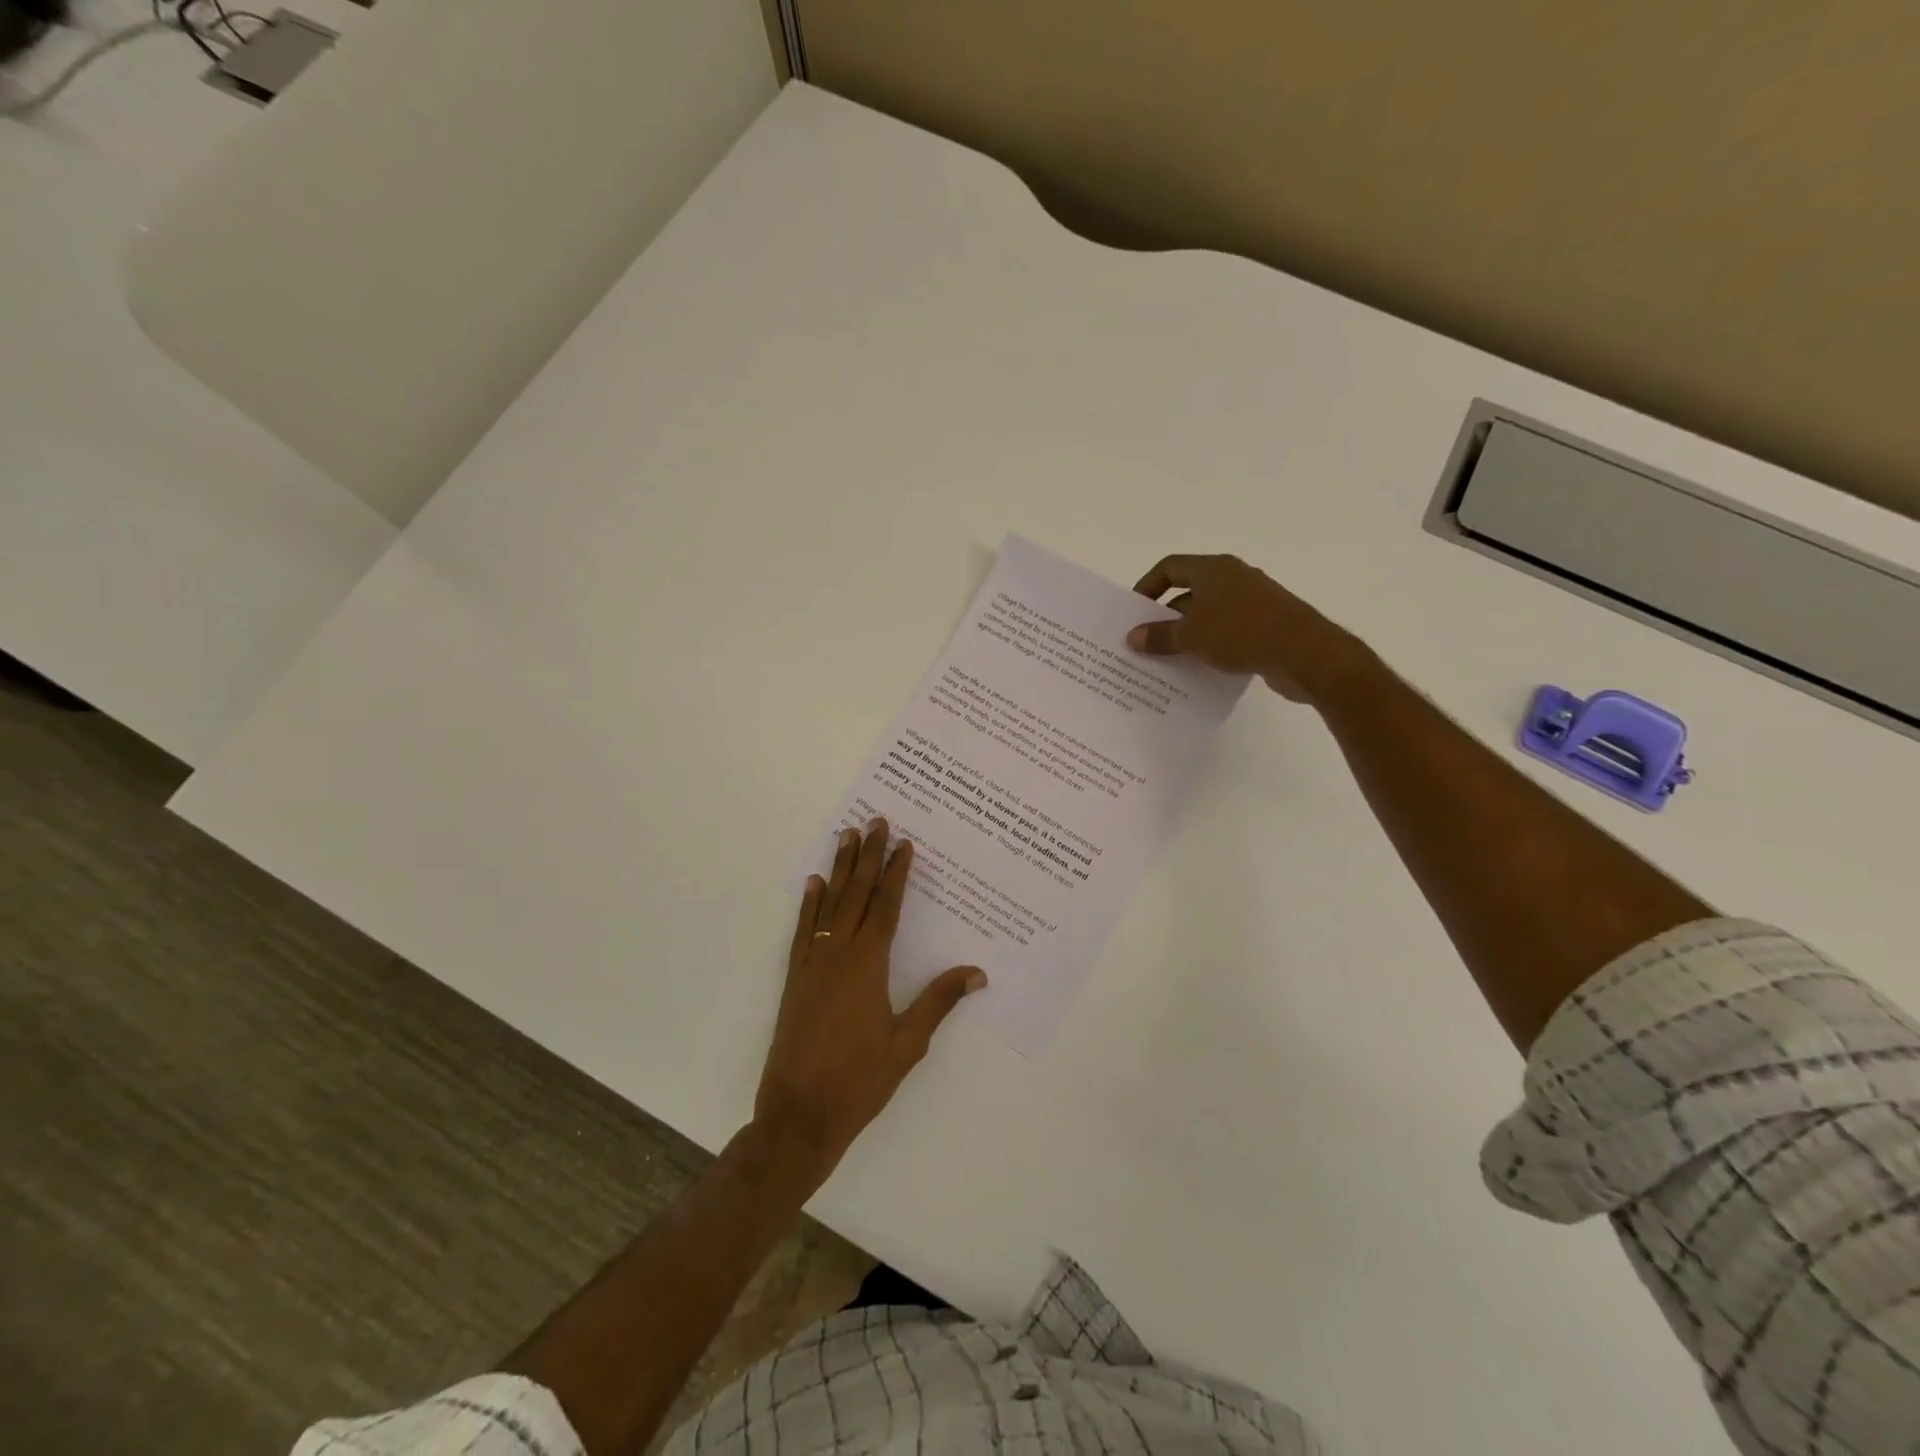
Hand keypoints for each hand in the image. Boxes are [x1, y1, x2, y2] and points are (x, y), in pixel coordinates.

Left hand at [755, 818, 984, 1171]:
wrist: (799, 1114)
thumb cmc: (860, 1080)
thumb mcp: (908, 1044)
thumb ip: (939, 1002)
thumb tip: (977, 972)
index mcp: (869, 965)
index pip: (887, 907)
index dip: (896, 874)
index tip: (904, 844)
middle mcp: (839, 954)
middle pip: (857, 894)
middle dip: (869, 856)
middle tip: (875, 821)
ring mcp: (813, 964)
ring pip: (829, 904)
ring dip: (839, 868)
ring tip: (846, 836)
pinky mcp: (795, 978)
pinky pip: (804, 930)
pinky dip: (809, 904)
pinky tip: (814, 884)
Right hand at [1127, 553, 1368, 703]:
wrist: (1305, 654)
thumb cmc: (1241, 633)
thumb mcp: (1191, 636)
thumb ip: (1159, 636)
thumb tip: (1133, 637)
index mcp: (1214, 569)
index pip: (1170, 568)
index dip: (1147, 586)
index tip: (1134, 613)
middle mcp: (1234, 578)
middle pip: (1188, 592)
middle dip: (1165, 616)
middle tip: (1145, 642)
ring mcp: (1253, 602)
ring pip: (1208, 615)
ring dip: (1187, 635)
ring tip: (1166, 660)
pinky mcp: (1266, 626)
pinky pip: (1227, 633)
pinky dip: (1210, 647)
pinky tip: (1199, 670)